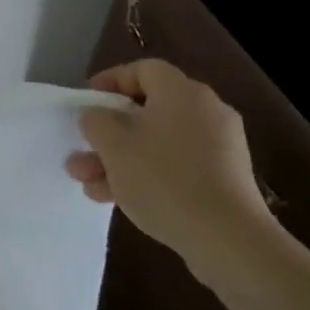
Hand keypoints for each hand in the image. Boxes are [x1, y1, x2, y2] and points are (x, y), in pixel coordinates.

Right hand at [64, 59, 281, 281]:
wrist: (228, 239)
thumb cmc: (164, 179)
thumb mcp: (113, 144)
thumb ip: (96, 121)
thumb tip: (97, 115)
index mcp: (182, 93)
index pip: (143, 70)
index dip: (110, 81)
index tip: (86, 102)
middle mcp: (206, 112)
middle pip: (147, 111)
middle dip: (108, 133)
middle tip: (81, 151)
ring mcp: (219, 148)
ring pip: (157, 143)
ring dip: (120, 159)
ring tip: (89, 184)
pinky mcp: (224, 179)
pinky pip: (176, 165)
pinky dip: (147, 174)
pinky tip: (117, 199)